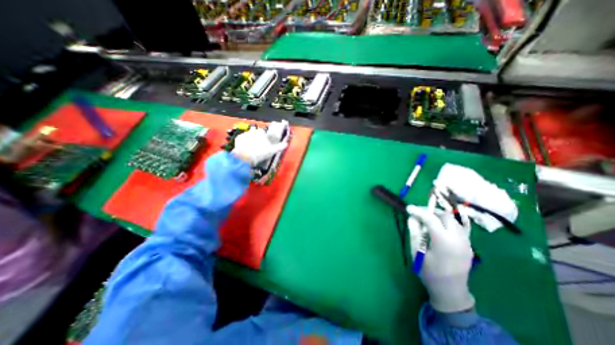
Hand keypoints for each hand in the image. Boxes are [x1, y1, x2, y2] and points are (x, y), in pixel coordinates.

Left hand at [230, 128, 287, 166]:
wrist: (245, 157)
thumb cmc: (260, 152)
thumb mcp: (272, 151)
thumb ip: (280, 147)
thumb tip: (286, 144)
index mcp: (261, 132)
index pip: (264, 133)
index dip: (264, 139)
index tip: (265, 145)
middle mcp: (252, 131)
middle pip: (255, 134)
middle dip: (257, 139)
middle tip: (258, 148)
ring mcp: (244, 134)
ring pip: (248, 137)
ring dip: (250, 141)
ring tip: (251, 150)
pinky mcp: (238, 139)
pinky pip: (242, 141)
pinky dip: (243, 144)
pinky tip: (245, 150)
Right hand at [407, 207, 474, 313]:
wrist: (450, 292)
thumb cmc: (429, 272)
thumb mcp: (417, 252)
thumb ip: (414, 232)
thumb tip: (412, 218)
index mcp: (444, 242)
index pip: (431, 219)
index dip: (418, 211)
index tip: (408, 208)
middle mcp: (458, 239)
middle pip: (445, 216)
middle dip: (430, 211)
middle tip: (418, 214)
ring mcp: (466, 242)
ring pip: (453, 220)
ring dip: (439, 216)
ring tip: (427, 220)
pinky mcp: (469, 246)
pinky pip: (458, 228)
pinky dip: (446, 223)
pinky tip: (438, 228)